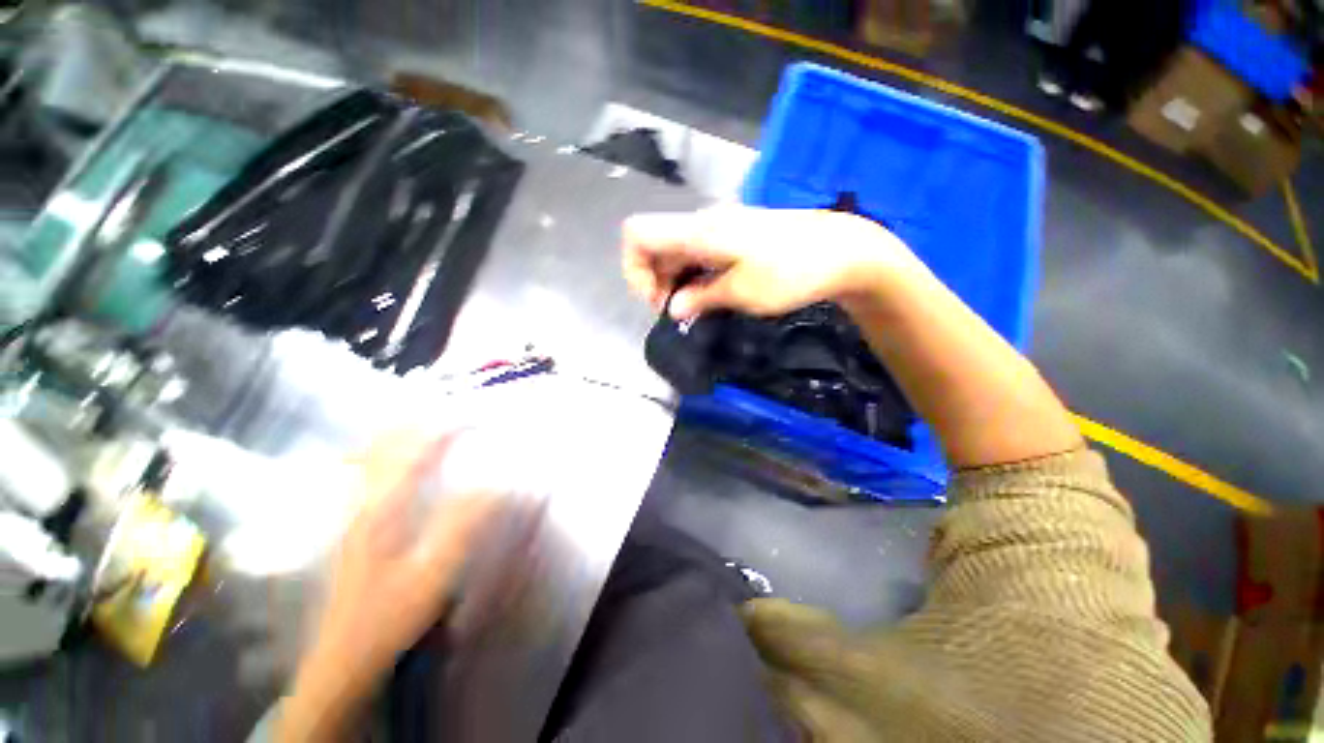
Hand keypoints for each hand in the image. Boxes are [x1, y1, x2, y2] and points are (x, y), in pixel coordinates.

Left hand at [281, 432, 497, 740]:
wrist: (345, 656)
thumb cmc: (390, 615)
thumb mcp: (435, 573)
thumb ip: (465, 524)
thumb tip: (499, 482)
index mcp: (384, 508)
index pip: (417, 451)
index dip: (448, 427)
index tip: (479, 416)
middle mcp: (364, 500)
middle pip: (385, 443)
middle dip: (420, 419)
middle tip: (452, 408)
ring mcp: (355, 511)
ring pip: (371, 454)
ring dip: (400, 430)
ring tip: (427, 418)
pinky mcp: (355, 523)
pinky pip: (366, 472)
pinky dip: (384, 452)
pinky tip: (394, 454)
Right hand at [621, 205, 917, 319]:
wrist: (841, 250)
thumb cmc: (790, 272)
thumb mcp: (742, 293)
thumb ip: (700, 298)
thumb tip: (673, 308)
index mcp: (698, 232)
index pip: (637, 234)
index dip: (635, 268)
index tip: (658, 301)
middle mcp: (702, 224)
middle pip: (654, 245)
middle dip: (656, 281)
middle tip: (679, 313)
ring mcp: (718, 228)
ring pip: (675, 251)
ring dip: (674, 281)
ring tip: (694, 308)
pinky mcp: (732, 236)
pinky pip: (696, 253)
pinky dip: (692, 275)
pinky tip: (708, 294)